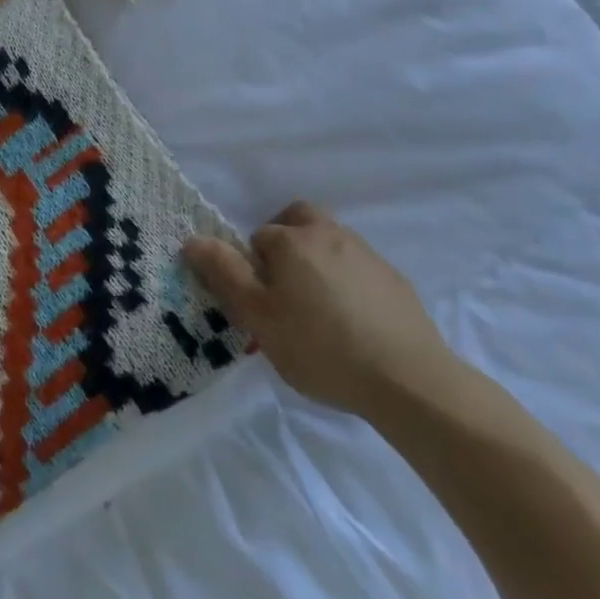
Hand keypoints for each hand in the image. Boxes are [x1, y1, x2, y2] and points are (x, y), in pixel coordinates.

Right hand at [183, 201, 462, 416]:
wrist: (407, 379)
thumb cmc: (320, 347)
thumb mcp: (259, 317)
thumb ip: (225, 274)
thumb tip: (192, 239)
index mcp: (293, 240)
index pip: (258, 238)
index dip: (252, 268)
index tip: (260, 304)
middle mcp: (329, 234)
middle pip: (298, 220)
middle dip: (284, 241)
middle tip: (282, 286)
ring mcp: (366, 254)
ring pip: (329, 241)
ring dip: (316, 260)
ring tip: (317, 309)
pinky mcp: (394, 279)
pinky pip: (358, 267)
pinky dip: (346, 281)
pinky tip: (351, 321)